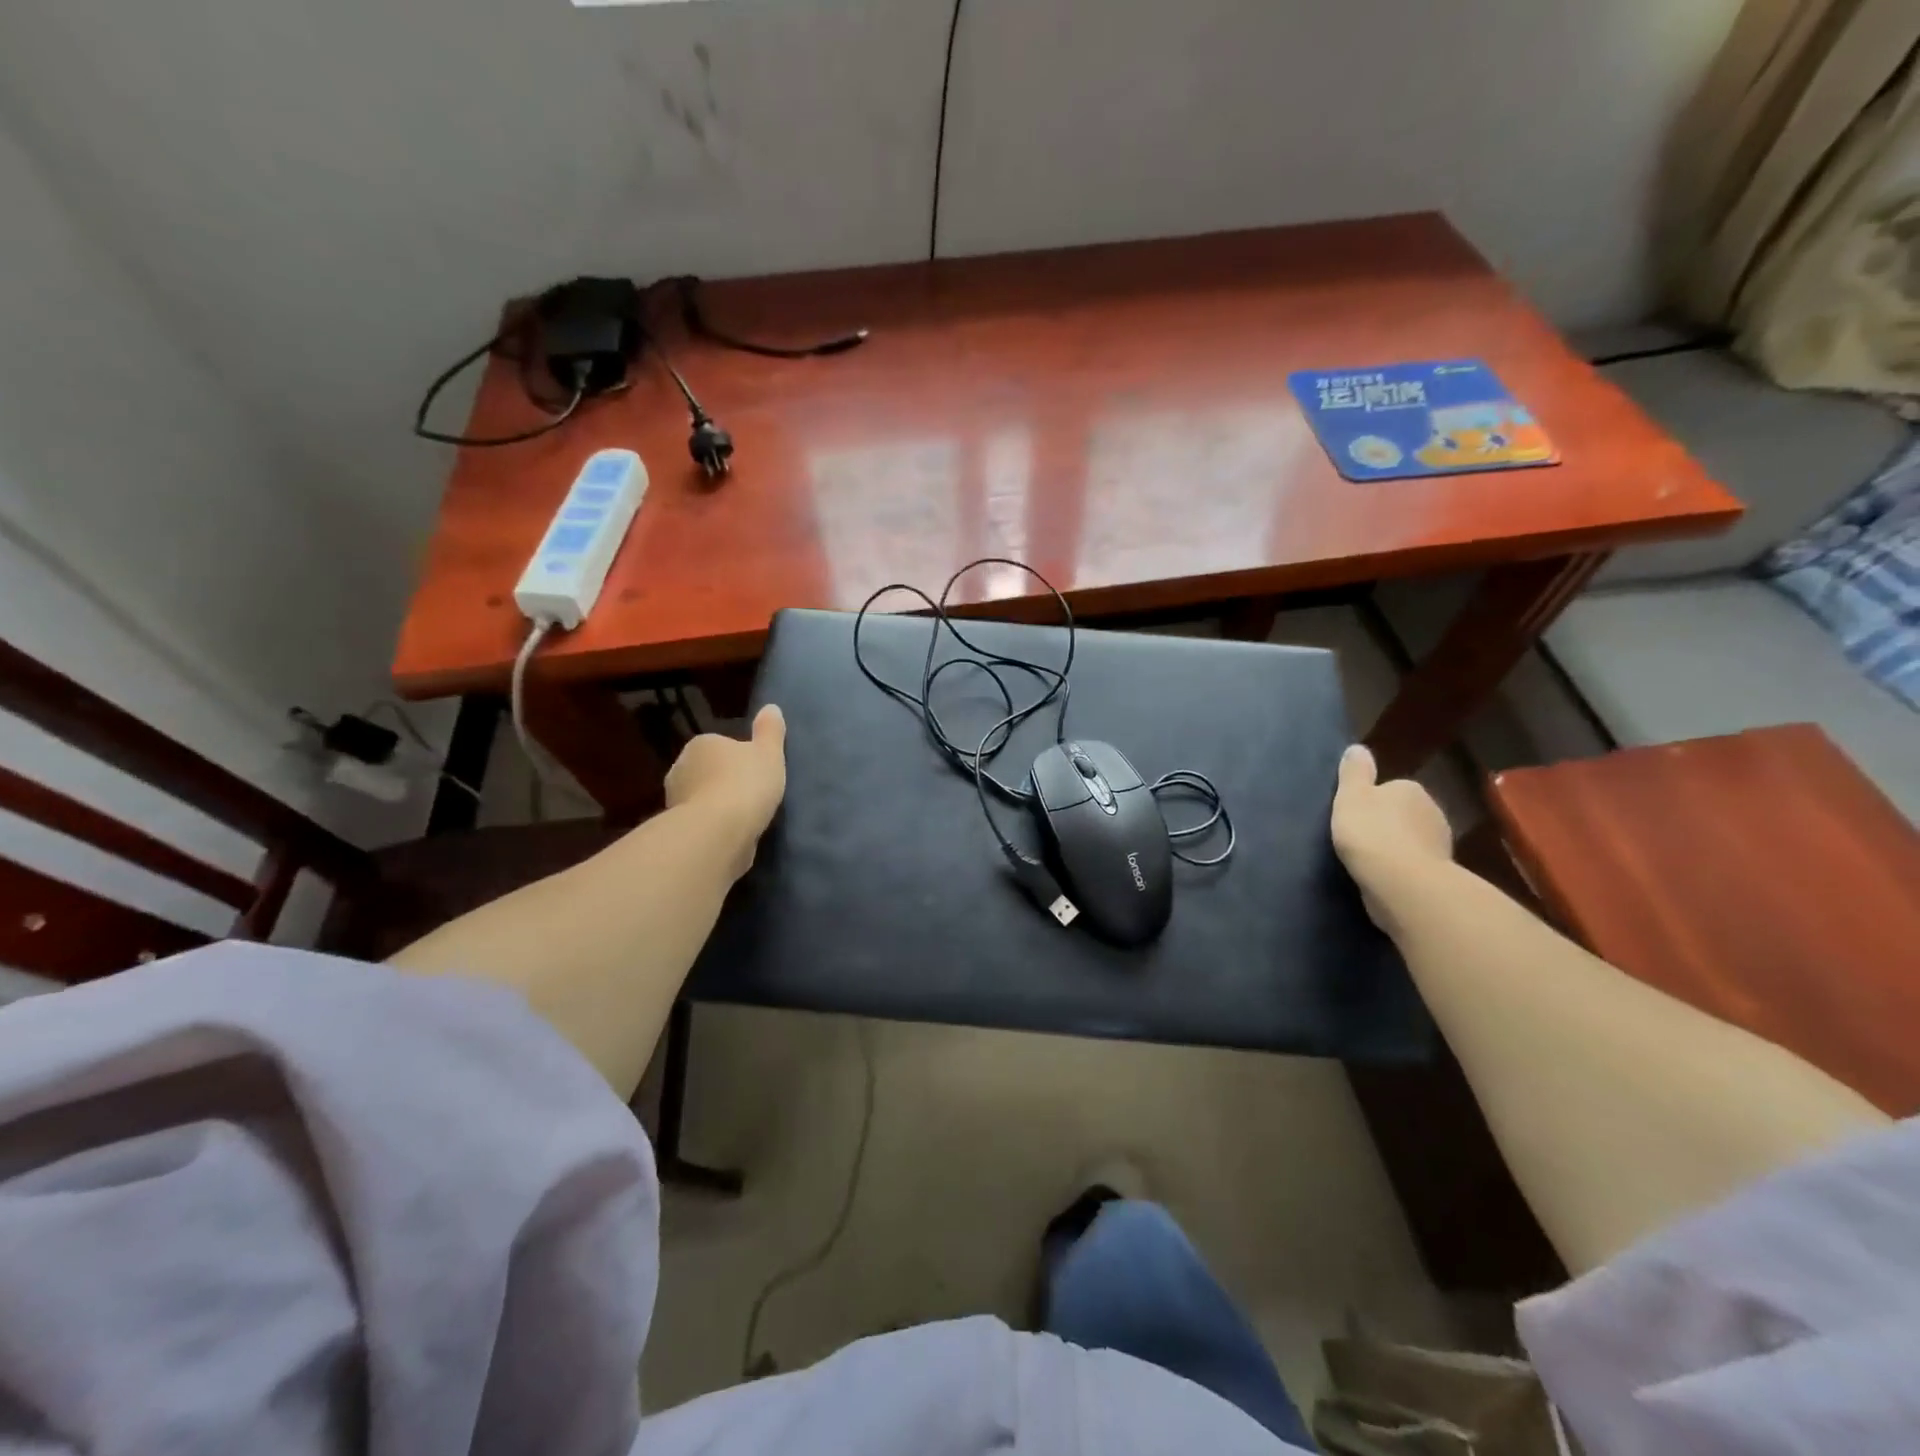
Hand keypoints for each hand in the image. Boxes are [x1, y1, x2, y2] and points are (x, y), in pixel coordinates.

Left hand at [665, 704, 787, 870]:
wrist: (717, 832)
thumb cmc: (745, 784)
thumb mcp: (769, 753)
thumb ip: (770, 731)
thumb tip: (771, 708)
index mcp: (701, 744)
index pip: (719, 745)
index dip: (739, 758)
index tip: (756, 772)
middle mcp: (681, 768)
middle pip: (707, 772)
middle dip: (724, 781)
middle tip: (751, 795)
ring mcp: (675, 801)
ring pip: (702, 798)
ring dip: (717, 806)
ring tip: (744, 819)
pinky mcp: (678, 830)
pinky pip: (701, 823)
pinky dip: (713, 827)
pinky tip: (731, 835)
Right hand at [1331, 744, 1452, 924]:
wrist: (1402, 883)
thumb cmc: (1371, 832)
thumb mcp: (1351, 796)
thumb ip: (1354, 772)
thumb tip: (1358, 748)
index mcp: (1410, 789)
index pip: (1390, 789)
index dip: (1371, 801)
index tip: (1354, 816)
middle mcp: (1432, 811)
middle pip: (1404, 814)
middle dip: (1387, 824)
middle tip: (1359, 838)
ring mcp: (1440, 844)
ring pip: (1412, 840)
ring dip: (1396, 848)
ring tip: (1369, 861)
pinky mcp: (1439, 873)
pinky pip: (1414, 865)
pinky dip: (1402, 869)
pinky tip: (1384, 878)